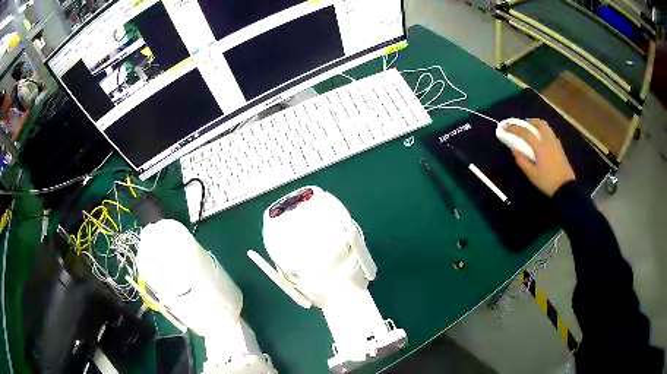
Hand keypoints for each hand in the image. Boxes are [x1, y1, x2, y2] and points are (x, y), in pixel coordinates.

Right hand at [506, 119, 574, 196]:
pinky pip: (551, 134)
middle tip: (523, 124)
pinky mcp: (560, 149)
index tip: (505, 127)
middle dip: (530, 122)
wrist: (566, 188)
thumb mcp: (532, 174)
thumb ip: (522, 161)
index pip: (525, 133)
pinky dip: (544, 132)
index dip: (514, 128)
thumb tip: (514, 150)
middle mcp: (548, 141)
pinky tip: (542, 140)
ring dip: (538, 125)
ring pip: (547, 128)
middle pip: (539, 124)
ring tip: (532, 129)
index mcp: (540, 146)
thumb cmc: (547, 181)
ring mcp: (556, 144)